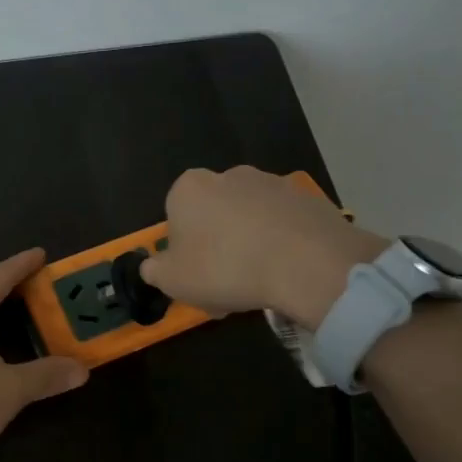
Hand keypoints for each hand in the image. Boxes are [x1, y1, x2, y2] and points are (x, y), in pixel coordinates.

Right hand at [138, 166, 388, 328]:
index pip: (176, 216)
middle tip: (225, 285)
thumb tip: (152, 266)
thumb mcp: (172, 280)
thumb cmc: (224, 267)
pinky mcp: (308, 199)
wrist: (306, 263)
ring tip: (260, 283)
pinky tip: (287, 273)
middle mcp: (229, 175)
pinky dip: (282, 244)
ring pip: (250, 219)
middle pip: (214, 214)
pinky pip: (284, 225)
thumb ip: (155, 270)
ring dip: (250, 244)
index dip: (182, 249)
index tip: (194, 276)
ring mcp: (273, 183)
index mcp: (189, 187)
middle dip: (217, 245)